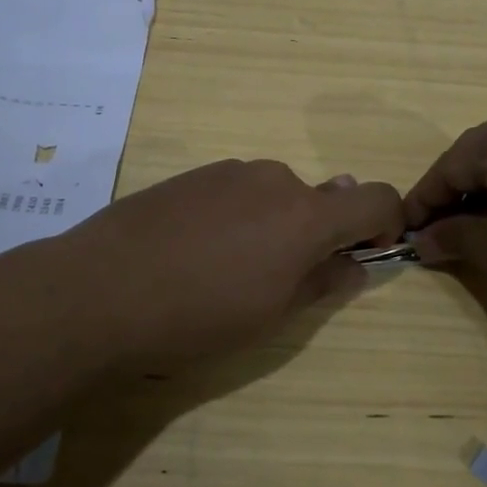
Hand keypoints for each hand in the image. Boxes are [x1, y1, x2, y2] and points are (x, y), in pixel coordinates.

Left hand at [55, 159, 404, 367]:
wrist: (100, 290)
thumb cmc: (198, 315)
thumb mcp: (272, 314)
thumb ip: (323, 282)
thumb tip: (355, 264)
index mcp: (306, 215)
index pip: (376, 198)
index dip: (385, 224)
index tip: (367, 253)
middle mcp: (275, 179)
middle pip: (320, 198)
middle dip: (316, 234)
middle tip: (279, 280)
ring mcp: (229, 171)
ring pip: (274, 195)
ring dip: (273, 225)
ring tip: (225, 270)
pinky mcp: (192, 174)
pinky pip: (235, 191)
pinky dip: (236, 216)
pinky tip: (194, 252)